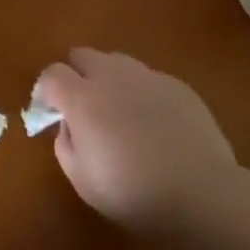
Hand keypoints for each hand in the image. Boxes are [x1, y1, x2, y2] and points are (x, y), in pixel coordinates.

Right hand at [35, 48, 237, 238]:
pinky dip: (143, 94)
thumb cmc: (134, 193)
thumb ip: (65, 145)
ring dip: (110, 80)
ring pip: (117, 62)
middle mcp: (112, 77)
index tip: (52, 112)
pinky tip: (156, 125)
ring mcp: (148, 77)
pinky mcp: (178, 86)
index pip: (52, 74)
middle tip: (85, 108)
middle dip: (77, 75)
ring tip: (122, 113)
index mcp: (83, 98)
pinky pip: (149, 79)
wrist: (203, 195)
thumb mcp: (82, 181)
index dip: (47, 91)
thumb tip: (69, 126)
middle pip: (83, 55)